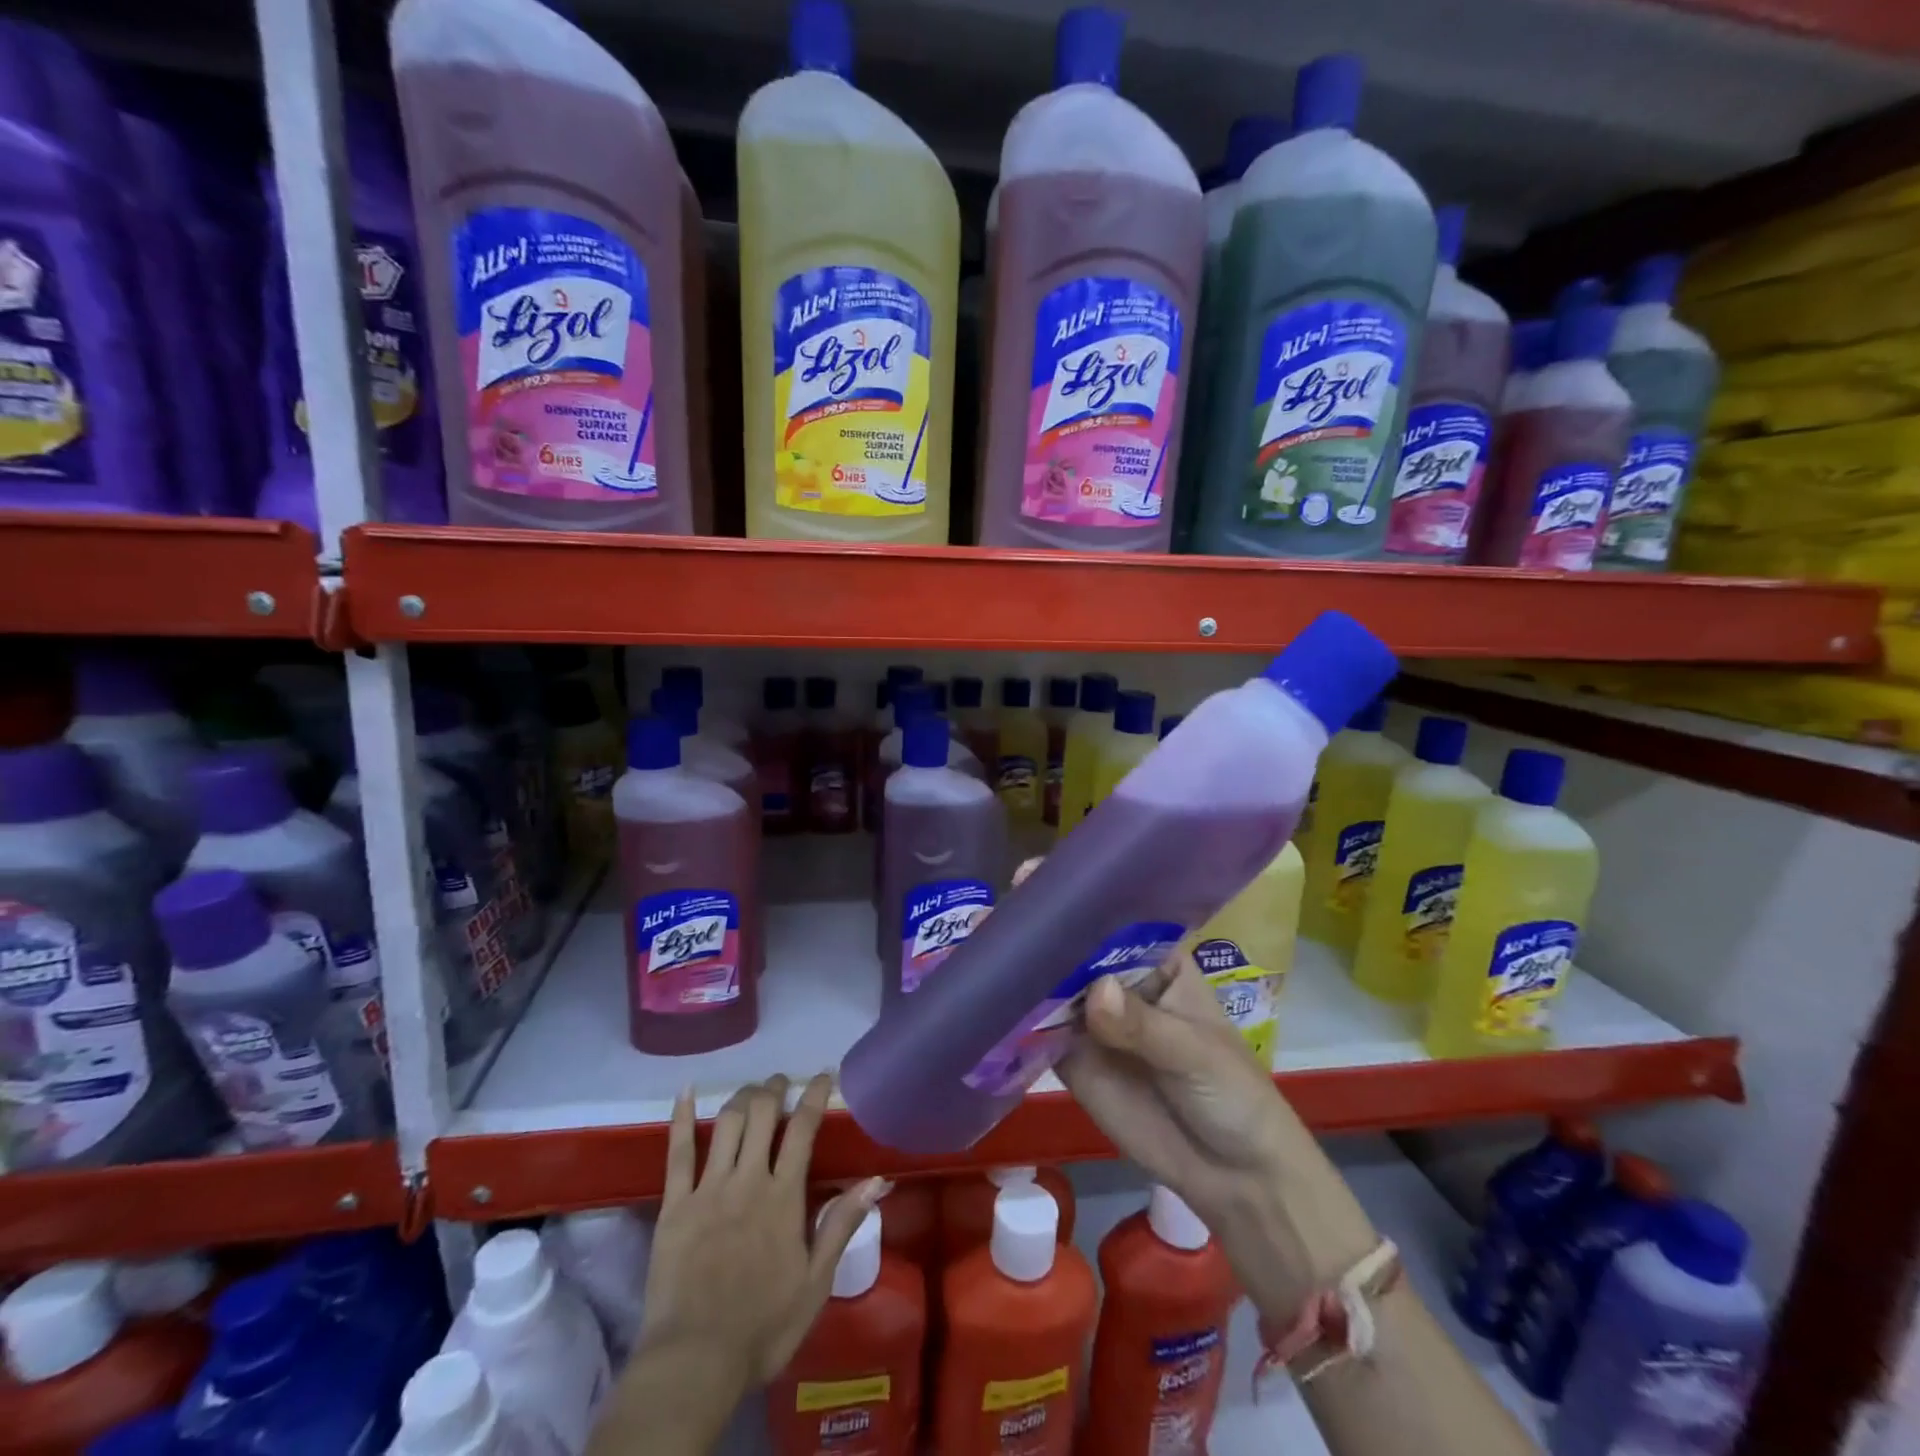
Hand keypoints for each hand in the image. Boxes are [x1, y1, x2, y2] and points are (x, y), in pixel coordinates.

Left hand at [636, 1074, 884, 1391]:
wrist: (695, 1362)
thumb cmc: (763, 1326)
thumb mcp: (816, 1282)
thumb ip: (842, 1224)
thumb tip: (878, 1179)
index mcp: (783, 1197)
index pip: (803, 1130)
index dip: (815, 1096)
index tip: (824, 1075)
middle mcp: (747, 1180)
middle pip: (762, 1115)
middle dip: (774, 1089)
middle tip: (781, 1081)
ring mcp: (708, 1189)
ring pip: (726, 1124)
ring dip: (741, 1098)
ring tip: (751, 1091)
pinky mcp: (674, 1205)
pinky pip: (677, 1152)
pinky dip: (680, 1117)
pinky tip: (685, 1092)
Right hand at [1011, 855, 1375, 1319]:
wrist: (1231, 1176)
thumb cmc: (1231, 1092)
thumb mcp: (1196, 1052)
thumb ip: (1144, 1026)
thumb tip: (1096, 994)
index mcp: (1155, 959)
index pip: (1114, 916)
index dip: (1077, 894)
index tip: (1037, 875)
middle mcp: (1116, 979)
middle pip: (1071, 946)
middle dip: (1035, 927)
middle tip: (992, 914)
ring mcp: (1090, 1019)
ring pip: (1047, 984)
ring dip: (1014, 968)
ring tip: (974, 945)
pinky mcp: (1070, 1058)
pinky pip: (1035, 1032)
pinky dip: (1009, 1018)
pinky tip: (978, 1000)